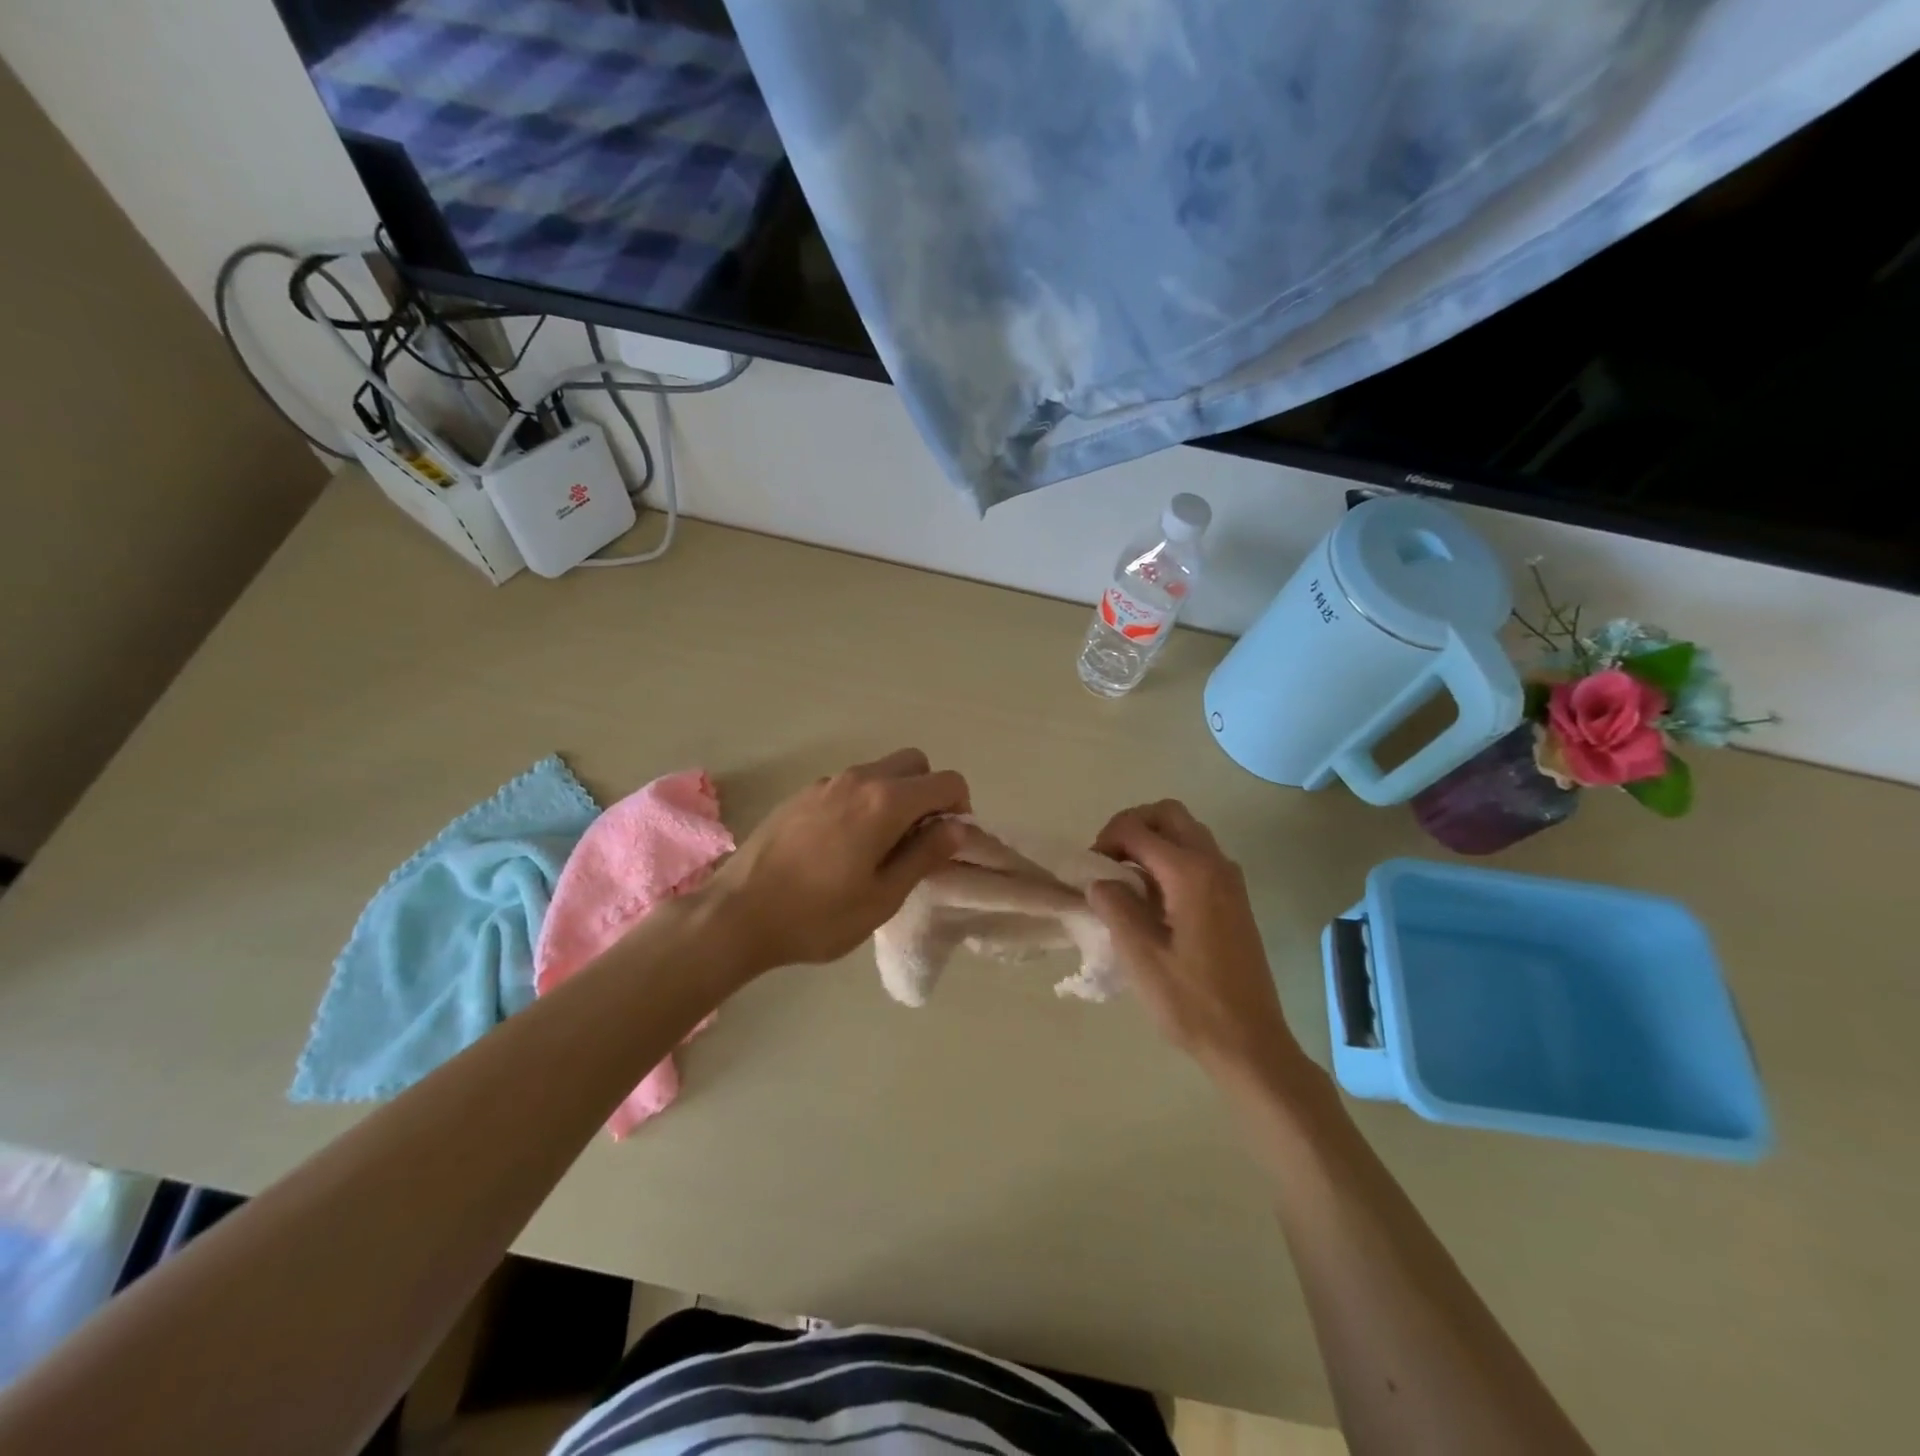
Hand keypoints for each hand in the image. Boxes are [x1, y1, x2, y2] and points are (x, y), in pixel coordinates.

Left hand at [704, 749, 970, 971]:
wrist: (737, 913)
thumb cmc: (818, 915)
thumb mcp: (883, 896)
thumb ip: (925, 854)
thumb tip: (958, 826)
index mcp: (885, 801)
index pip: (946, 781)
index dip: (959, 807)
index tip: (947, 841)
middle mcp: (858, 779)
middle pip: (914, 764)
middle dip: (928, 793)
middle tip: (918, 838)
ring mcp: (826, 783)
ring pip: (879, 771)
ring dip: (895, 796)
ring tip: (880, 845)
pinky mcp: (802, 794)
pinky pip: (849, 785)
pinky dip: (864, 801)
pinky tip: (843, 845)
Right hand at [1088, 801, 1306, 1083]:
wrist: (1251, 1043)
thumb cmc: (1191, 1003)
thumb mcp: (1140, 957)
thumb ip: (1115, 907)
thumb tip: (1100, 881)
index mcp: (1190, 874)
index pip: (1137, 829)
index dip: (1106, 840)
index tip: (1090, 872)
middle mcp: (1214, 864)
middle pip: (1168, 814)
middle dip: (1132, 826)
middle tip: (1109, 860)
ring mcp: (1230, 880)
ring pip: (1186, 831)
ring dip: (1153, 840)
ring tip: (1128, 879)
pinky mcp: (1235, 898)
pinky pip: (1199, 855)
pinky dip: (1172, 857)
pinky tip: (1155, 898)